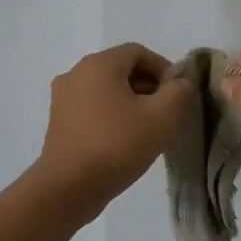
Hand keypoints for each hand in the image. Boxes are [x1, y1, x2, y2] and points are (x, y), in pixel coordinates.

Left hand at [34, 43, 192, 217]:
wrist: (68, 188)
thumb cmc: (117, 145)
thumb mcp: (162, 117)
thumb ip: (179, 92)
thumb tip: (182, 81)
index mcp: (99, 64)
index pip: (139, 52)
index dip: (163, 69)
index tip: (177, 95)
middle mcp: (76, 73)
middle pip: (121, 69)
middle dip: (148, 86)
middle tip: (166, 113)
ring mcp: (63, 97)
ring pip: (106, 89)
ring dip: (130, 102)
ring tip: (147, 129)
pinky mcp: (58, 121)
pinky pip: (91, 106)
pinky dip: (111, 114)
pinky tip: (124, 140)